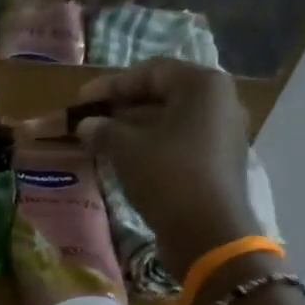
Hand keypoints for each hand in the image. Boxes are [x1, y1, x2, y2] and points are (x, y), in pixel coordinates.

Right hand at [74, 58, 255, 272]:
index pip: (150, 72)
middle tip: (91, 120)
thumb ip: (104, 130)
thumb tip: (87, 124)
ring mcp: (224, 133)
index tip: (81, 101)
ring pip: (171, 120)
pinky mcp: (219, 161)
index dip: (111, 85)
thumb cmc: (168, 176)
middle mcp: (220, 101)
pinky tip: (128, 160)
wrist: (208, 232)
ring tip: (103, 141)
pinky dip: (153, 146)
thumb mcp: (126, 149)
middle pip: (163, 95)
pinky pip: (180, 142)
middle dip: (123, 107)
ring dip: (135, 128)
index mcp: (203, 85)